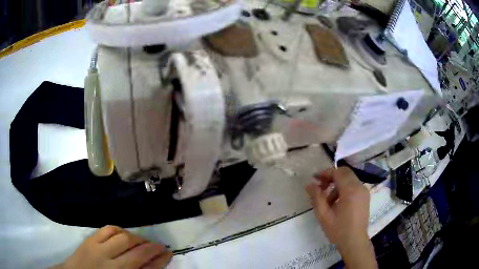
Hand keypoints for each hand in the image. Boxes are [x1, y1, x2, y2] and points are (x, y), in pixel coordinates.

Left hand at [53, 225, 172, 268]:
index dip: (160, 260)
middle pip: (135, 252)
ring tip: (142, 240)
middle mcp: (110, 264)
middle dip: (151, 247)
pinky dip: (119, 229)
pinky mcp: (89, 239)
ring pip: (122, 237)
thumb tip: (154, 263)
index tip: (169, 253)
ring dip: (136, 237)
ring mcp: (98, 249)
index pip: (146, 268)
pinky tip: (124, 233)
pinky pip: (107, 229)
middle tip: (158, 246)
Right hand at [306, 167, 376, 268]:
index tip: (315, 179)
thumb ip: (316, 198)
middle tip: (320, 187)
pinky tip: (338, 202)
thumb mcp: (323, 216)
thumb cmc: (338, 230)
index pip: (338, 173)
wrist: (355, 242)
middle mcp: (360, 187)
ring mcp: (364, 191)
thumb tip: (309, 184)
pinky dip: (344, 188)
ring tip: (328, 200)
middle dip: (332, 176)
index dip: (325, 173)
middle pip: (345, 173)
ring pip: (349, 178)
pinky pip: (354, 185)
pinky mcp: (365, 196)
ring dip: (337, 184)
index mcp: (350, 191)